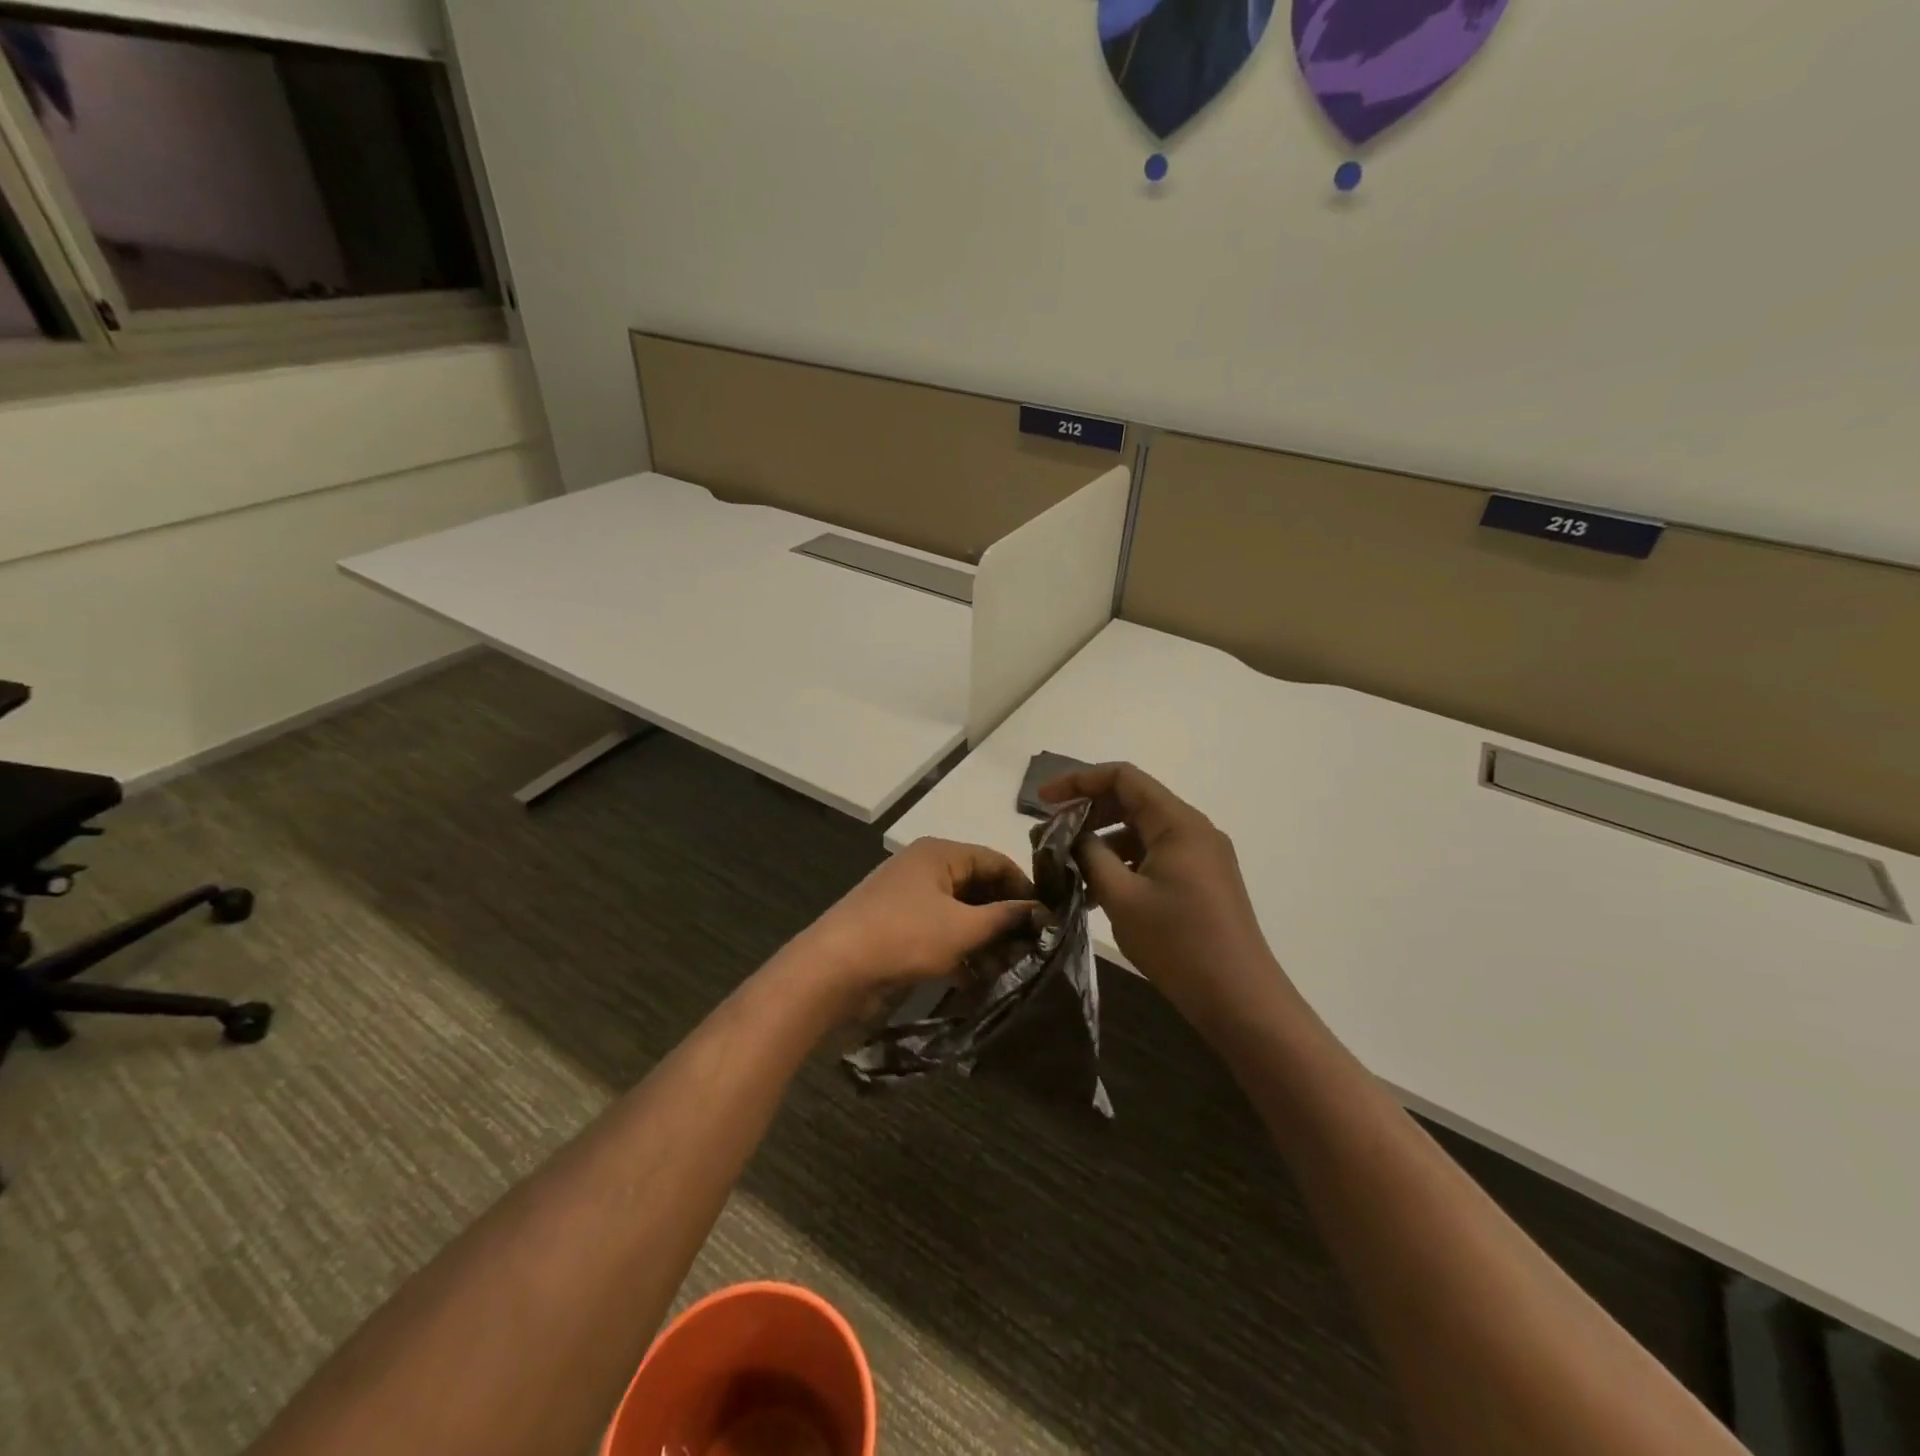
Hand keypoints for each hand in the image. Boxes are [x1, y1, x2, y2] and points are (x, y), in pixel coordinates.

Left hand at [795, 838, 1035, 1014]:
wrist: (832, 970)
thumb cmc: (903, 937)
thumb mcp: (963, 927)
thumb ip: (1004, 917)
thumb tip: (1040, 911)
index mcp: (939, 854)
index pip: (995, 860)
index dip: (1024, 886)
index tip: (1049, 916)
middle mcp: (925, 870)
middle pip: (978, 887)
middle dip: (1005, 917)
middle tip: (1034, 947)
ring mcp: (909, 900)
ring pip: (960, 915)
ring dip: (985, 939)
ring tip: (1012, 968)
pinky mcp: (899, 930)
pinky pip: (941, 934)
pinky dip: (960, 952)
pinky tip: (980, 980)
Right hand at [1039, 763, 1283, 1020]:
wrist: (1240, 999)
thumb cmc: (1178, 943)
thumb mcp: (1122, 897)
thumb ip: (1090, 856)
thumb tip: (1070, 836)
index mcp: (1178, 823)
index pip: (1122, 778)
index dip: (1079, 781)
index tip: (1043, 801)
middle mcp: (1193, 830)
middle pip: (1132, 801)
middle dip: (1088, 813)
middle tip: (1051, 836)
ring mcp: (1200, 856)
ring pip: (1141, 832)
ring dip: (1103, 843)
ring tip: (1068, 870)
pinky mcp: (1201, 880)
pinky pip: (1154, 856)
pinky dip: (1124, 864)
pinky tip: (1097, 893)